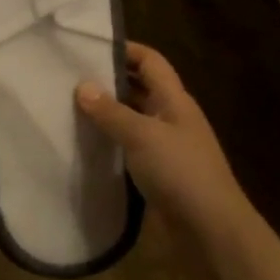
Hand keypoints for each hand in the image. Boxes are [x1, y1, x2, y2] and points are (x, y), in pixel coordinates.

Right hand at [77, 42, 246, 235]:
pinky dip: (111, 141)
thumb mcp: (142, 136)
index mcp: (175, 100)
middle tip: (69, 76)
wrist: (211, 231)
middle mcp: (172, 117)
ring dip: (108, 112)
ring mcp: (166, 146)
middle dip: (109, 80)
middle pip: (140, 87)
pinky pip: (130, 146)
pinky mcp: (158, 173)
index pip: (150, 61)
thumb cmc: (180, 172)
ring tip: (69, 106)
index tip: (87, 47)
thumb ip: (111, 111)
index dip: (124, 49)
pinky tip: (86, 143)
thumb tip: (82, 86)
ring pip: (133, 118)